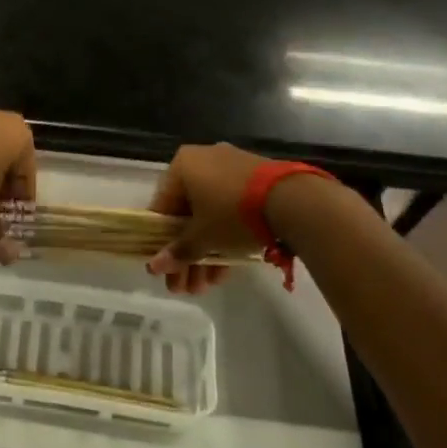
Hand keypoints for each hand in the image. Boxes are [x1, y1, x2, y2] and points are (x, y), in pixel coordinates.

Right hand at [146, 142, 270, 293]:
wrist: (292, 200)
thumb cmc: (233, 213)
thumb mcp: (203, 237)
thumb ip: (178, 252)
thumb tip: (154, 267)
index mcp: (182, 165)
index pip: (162, 207)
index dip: (161, 242)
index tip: (164, 269)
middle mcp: (204, 160)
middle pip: (188, 215)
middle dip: (187, 254)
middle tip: (186, 286)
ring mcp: (232, 169)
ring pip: (211, 215)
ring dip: (206, 251)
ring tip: (207, 286)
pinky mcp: (256, 181)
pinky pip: (231, 210)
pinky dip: (226, 236)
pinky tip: (226, 269)